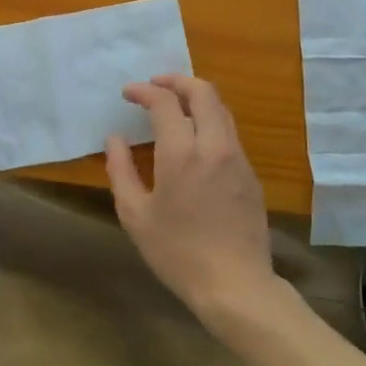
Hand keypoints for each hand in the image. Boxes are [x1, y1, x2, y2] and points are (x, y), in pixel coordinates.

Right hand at [105, 74, 277, 322]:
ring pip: (221, 109)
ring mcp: (238, 158)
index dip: (144, 90)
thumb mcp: (135, 215)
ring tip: (175, 106)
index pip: (165, 102)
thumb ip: (121, 170)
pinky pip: (230, 132)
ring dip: (197, 97)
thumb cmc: (177, 252)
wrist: (235, 285)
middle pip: (203, 91)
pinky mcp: (251, 174)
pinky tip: (195, 139)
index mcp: (182, 153)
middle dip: (177, 80)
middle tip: (156, 85)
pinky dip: (210, 120)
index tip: (128, 93)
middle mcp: (214, 145)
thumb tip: (115, 140)